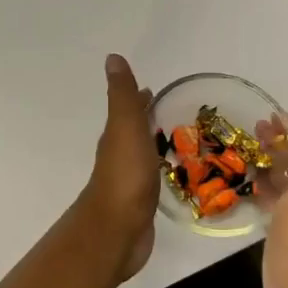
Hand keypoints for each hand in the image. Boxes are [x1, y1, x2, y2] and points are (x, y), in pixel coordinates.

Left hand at [80, 54, 157, 281]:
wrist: (118, 229)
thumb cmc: (125, 175)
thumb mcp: (125, 127)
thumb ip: (122, 95)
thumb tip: (112, 58)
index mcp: (116, 136)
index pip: (128, 110)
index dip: (138, 99)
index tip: (152, 89)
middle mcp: (119, 155)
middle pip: (134, 132)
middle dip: (147, 120)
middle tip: (169, 111)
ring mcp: (129, 181)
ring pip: (142, 155)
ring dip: (153, 144)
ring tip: (175, 140)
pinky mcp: (140, 204)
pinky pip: (151, 179)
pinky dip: (158, 170)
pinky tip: (170, 175)